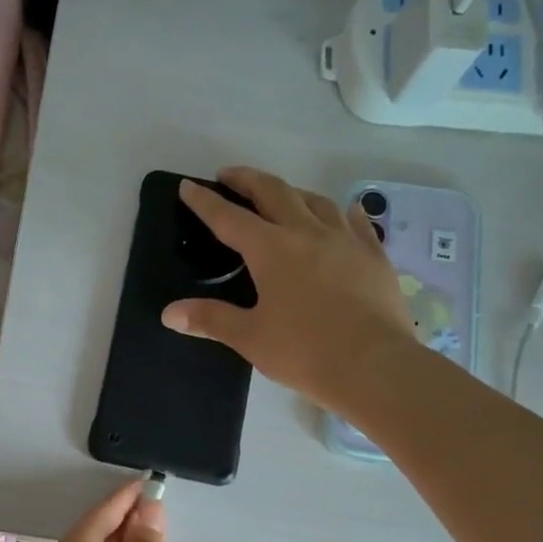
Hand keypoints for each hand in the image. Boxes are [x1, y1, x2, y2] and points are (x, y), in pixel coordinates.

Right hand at [162, 167, 413, 416]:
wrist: (374, 365)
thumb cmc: (304, 352)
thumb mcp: (250, 337)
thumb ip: (210, 319)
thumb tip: (169, 313)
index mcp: (271, 250)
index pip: (228, 218)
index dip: (205, 202)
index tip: (188, 186)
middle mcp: (306, 232)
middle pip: (273, 192)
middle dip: (247, 180)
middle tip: (230, 176)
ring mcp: (345, 239)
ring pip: (315, 200)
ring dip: (292, 192)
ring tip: (281, 195)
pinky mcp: (373, 255)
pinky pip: (356, 221)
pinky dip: (342, 212)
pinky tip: (343, 212)